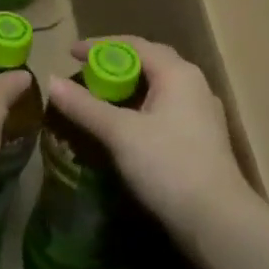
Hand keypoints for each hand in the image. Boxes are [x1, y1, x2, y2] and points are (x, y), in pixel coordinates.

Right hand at [46, 37, 254, 245]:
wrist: (218, 223)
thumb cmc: (168, 165)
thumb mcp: (119, 133)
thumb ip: (84, 106)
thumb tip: (50, 80)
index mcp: (177, 73)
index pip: (134, 45)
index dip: (100, 46)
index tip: (70, 53)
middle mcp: (194, 85)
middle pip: (149, 63)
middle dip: (115, 65)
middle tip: (85, 74)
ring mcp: (202, 114)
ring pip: (159, 88)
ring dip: (129, 89)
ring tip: (101, 99)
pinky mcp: (203, 140)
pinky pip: (166, 110)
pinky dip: (141, 109)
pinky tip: (126, 128)